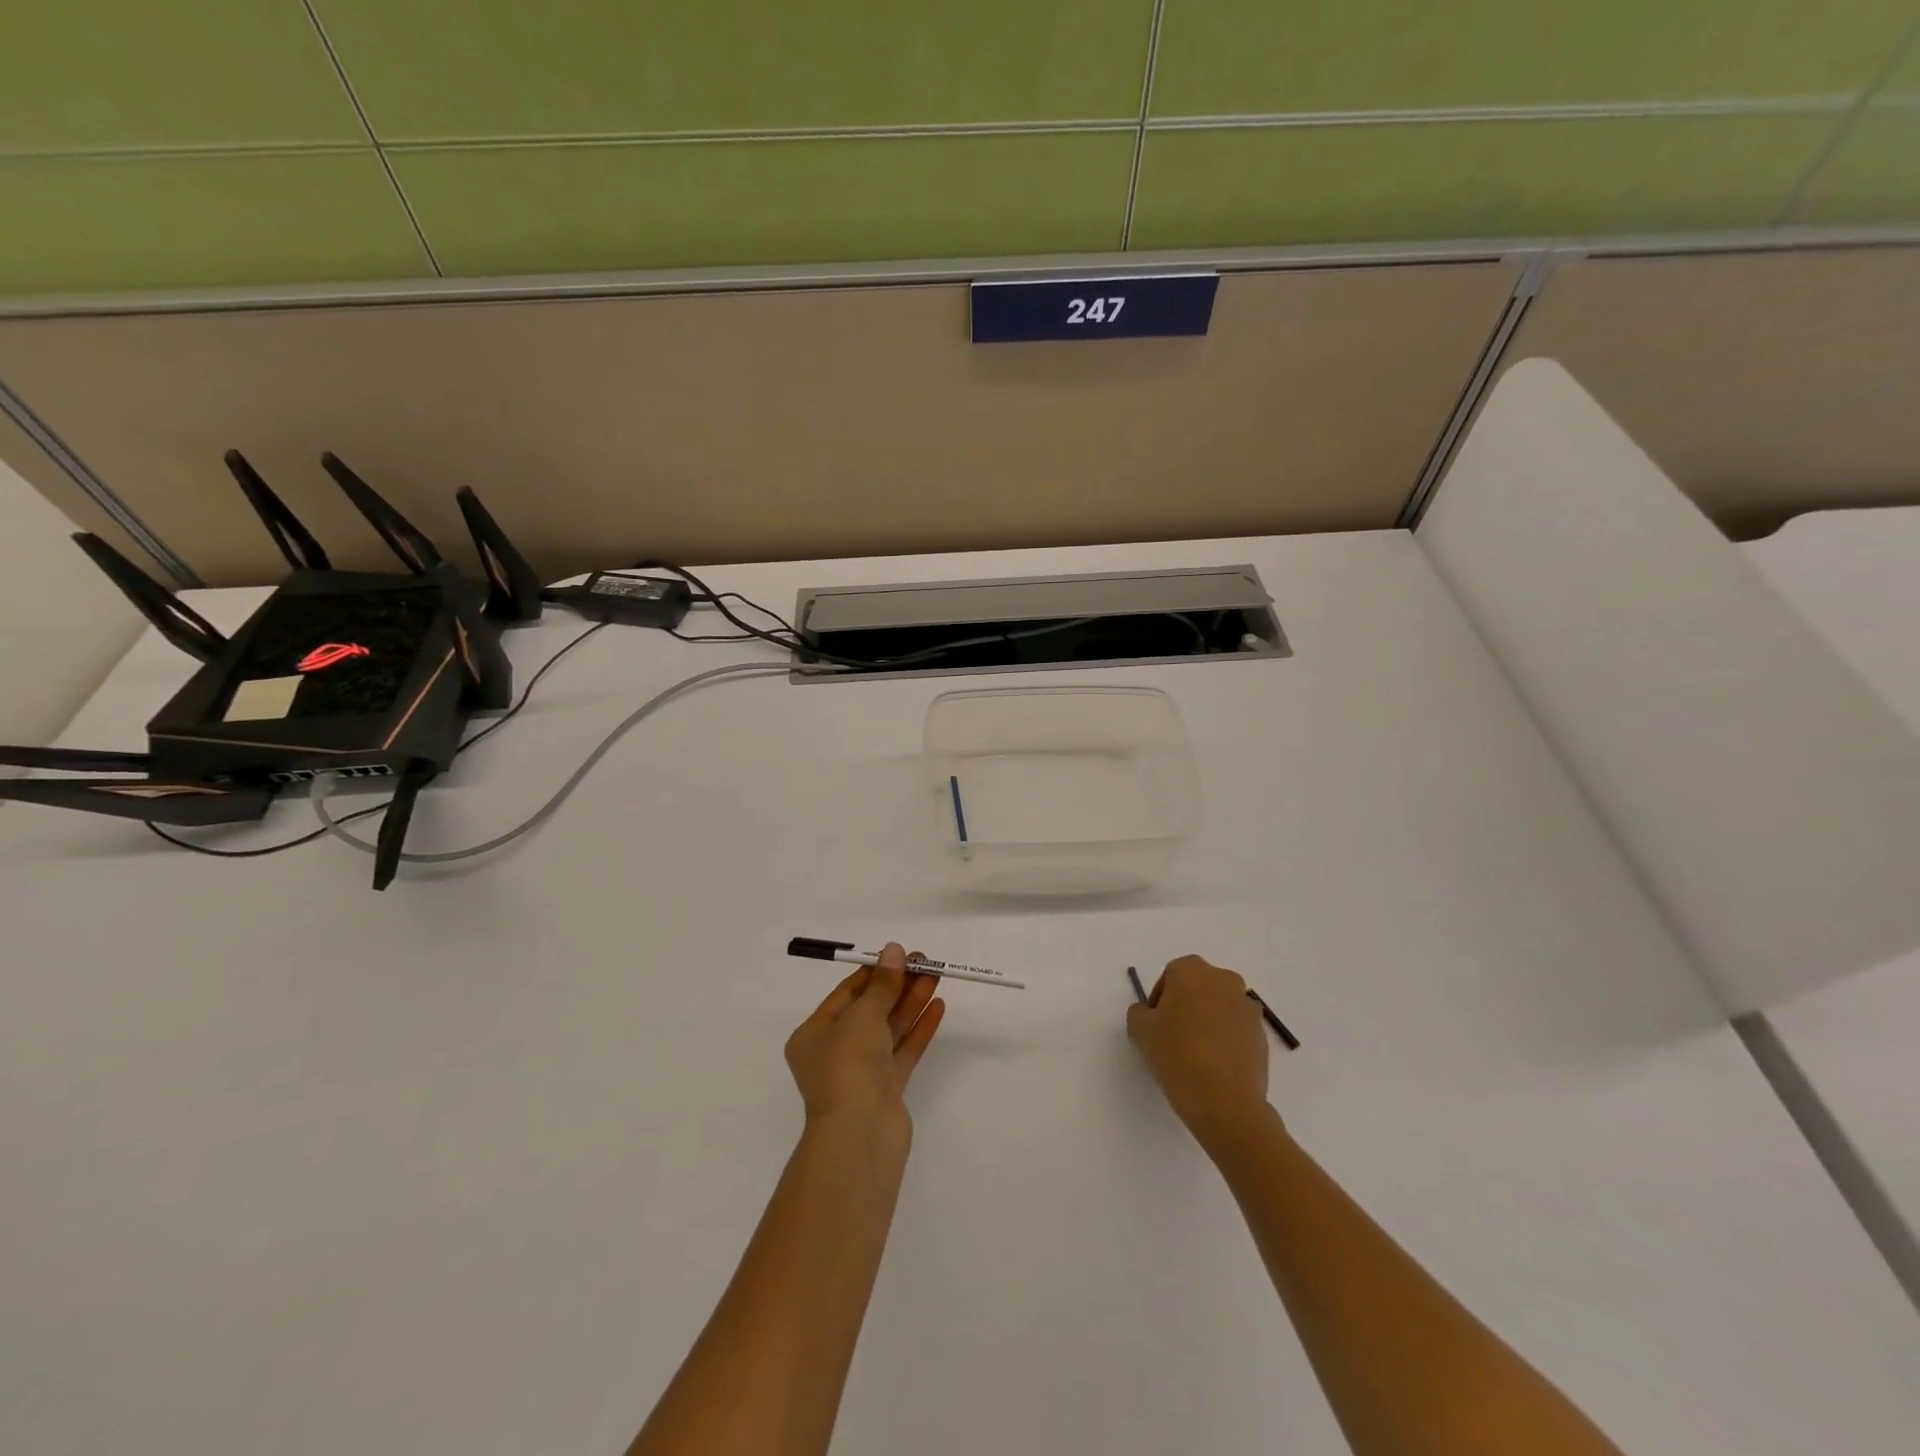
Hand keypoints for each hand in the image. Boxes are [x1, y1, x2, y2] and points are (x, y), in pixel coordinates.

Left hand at [785, 944, 944, 1133]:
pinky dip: (919, 1029)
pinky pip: (903, 1051)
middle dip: (897, 985)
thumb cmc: (848, 1065)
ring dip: (912, 1002)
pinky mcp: (886, 1090)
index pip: (846, 994)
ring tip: (936, 976)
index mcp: (814, 1035)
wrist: (860, 1135)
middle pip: (870, 1010)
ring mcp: (862, 1073)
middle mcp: (835, 1052)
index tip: (900, 954)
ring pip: (889, 1029)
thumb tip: (894, 950)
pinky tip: (938, 1006)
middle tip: (925, 962)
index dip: (874, 972)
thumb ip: (882, 983)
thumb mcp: (863, 1015)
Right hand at [1127, 954, 1270, 1146]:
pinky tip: (1215, 1065)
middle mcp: (1224, 979)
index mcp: (1192, 970)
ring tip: (1196, 1053)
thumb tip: (1148, 1012)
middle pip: (1199, 987)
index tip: (1154, 1024)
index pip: (1171, 975)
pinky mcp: (1262, 1035)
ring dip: (1208, 1021)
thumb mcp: (1140, 1031)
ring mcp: (1247, 1007)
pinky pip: (1237, 1029)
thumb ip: (1139, 1013)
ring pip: (1220, 1007)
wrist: (1225, 1101)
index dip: (1160, 998)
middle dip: (1186, 1005)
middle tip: (1172, 1035)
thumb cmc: (1177, 1054)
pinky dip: (1226, 1039)